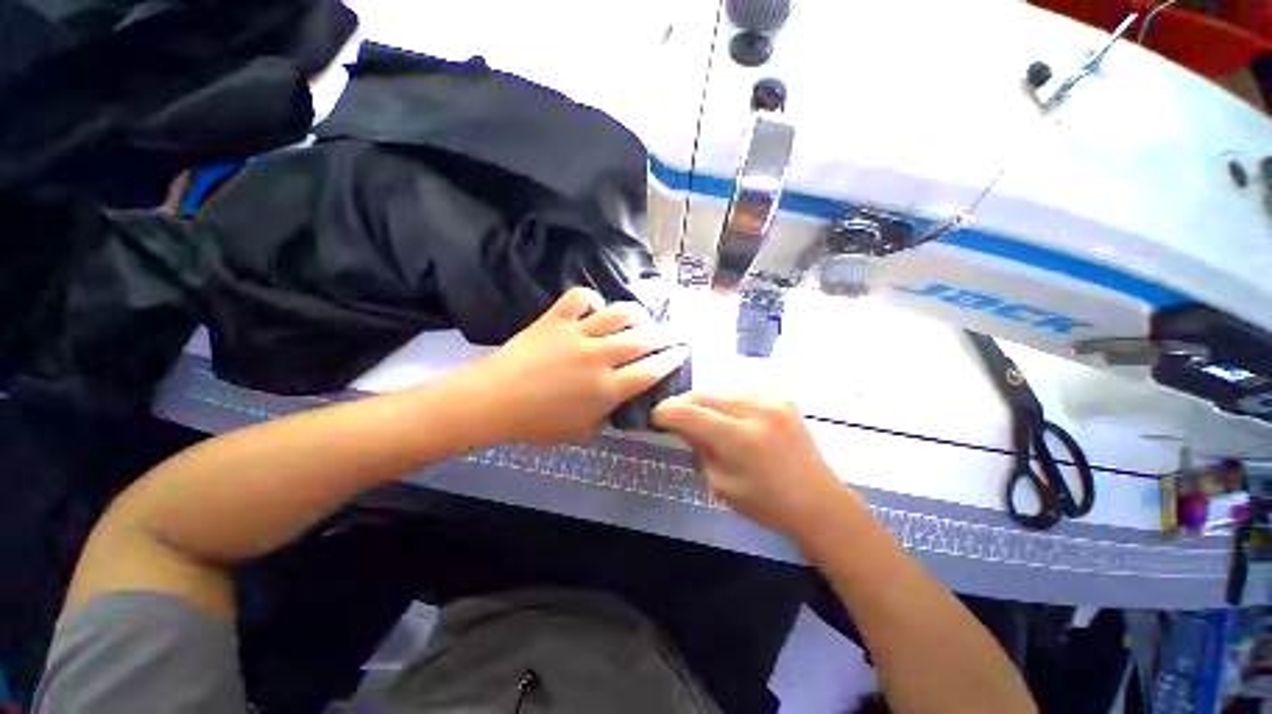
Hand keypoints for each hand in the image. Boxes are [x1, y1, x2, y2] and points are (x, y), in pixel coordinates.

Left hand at [469, 287, 687, 444]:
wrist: (492, 402)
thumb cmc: (537, 424)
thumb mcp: (581, 431)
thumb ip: (607, 416)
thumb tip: (620, 401)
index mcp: (608, 389)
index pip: (651, 370)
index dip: (672, 359)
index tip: (682, 351)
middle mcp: (600, 357)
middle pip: (643, 339)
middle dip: (665, 334)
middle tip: (673, 332)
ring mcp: (578, 334)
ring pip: (619, 314)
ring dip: (637, 314)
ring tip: (642, 317)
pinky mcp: (556, 319)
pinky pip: (580, 298)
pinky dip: (591, 299)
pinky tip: (594, 308)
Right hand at [653, 392, 858, 537]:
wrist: (817, 500)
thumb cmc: (765, 502)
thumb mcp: (720, 483)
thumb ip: (698, 447)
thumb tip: (679, 423)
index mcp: (740, 439)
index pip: (689, 413)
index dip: (665, 412)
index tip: (656, 417)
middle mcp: (756, 410)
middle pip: (703, 393)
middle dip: (682, 403)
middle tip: (673, 415)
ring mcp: (772, 398)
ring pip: (720, 387)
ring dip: (704, 400)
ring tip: (699, 415)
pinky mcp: (781, 396)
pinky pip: (740, 389)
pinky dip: (726, 398)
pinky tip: (727, 413)